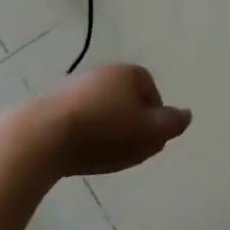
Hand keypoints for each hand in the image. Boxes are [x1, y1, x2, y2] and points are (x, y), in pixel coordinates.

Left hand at [32, 64, 191, 177]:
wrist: (42, 137)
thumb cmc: (104, 131)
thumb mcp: (149, 131)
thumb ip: (172, 124)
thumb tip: (186, 115)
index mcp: (129, 73)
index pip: (153, 93)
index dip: (154, 119)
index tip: (148, 141)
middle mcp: (104, 73)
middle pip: (128, 101)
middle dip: (131, 124)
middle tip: (129, 150)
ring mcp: (76, 87)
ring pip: (103, 111)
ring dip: (107, 131)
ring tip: (103, 155)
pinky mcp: (53, 105)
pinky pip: (80, 120)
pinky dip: (85, 135)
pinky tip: (81, 153)